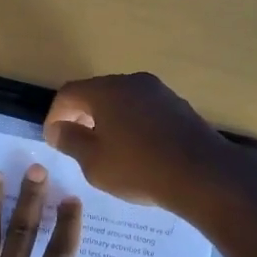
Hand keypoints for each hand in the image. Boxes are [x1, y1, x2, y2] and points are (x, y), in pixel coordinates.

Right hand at [43, 73, 239, 211]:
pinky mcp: (179, 106)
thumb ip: (71, 141)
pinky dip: (131, 123)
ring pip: (122, 100)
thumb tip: (59, 128)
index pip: (69, 93)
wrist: (202, 175)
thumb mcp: (94, 162)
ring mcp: (159, 92)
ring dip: (107, 119)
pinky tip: (135, 149)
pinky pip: (144, 109)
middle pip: (96, 92)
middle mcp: (132, 82)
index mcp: (106, 91)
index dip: (55, 115)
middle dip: (81, 115)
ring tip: (105, 148)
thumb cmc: (139, 168)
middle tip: (75, 142)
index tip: (53, 139)